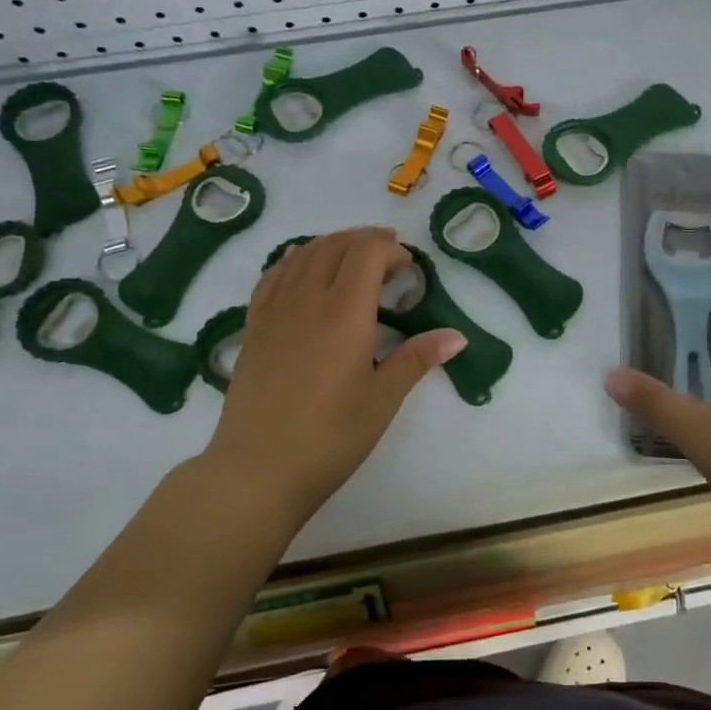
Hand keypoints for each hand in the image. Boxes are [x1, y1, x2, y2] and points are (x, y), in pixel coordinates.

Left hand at [204, 228, 464, 527]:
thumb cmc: (331, 436)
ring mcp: (274, 310)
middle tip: (388, 255)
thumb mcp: (383, 399)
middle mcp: (307, 298)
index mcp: (344, 311)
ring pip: (302, 254)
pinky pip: (274, 275)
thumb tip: (457, 336)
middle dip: (365, 241)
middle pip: (335, 246)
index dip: (391, 250)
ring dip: (332, 244)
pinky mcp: (253, 326)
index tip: (409, 269)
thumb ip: (417, 359)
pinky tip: (304, 271)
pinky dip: (296, 260)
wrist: (258, 468)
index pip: (367, 253)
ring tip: (352, 256)